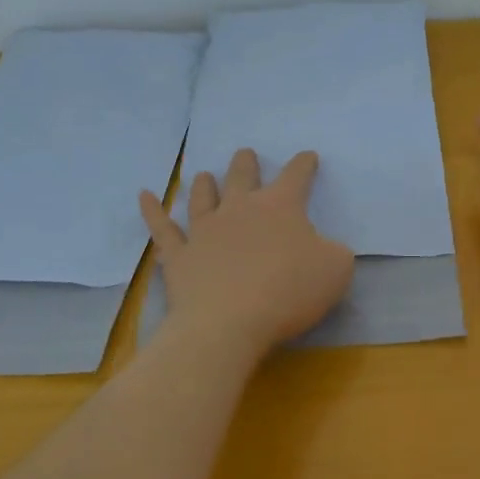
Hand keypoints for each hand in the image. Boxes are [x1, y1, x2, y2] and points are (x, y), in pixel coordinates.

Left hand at [140, 148, 354, 352]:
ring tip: (203, 175)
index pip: (296, 175)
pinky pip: (162, 227)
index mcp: (280, 206)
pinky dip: (152, 210)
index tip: (308, 157)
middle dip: (246, 164)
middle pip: (242, 177)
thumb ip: (335, 251)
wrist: (228, 323)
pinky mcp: (179, 254)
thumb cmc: (288, 292)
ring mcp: (204, 229)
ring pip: (202, 197)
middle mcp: (239, 208)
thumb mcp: (335, 270)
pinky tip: (144, 195)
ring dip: (204, 184)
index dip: (304, 164)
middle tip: (245, 154)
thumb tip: (326, 247)